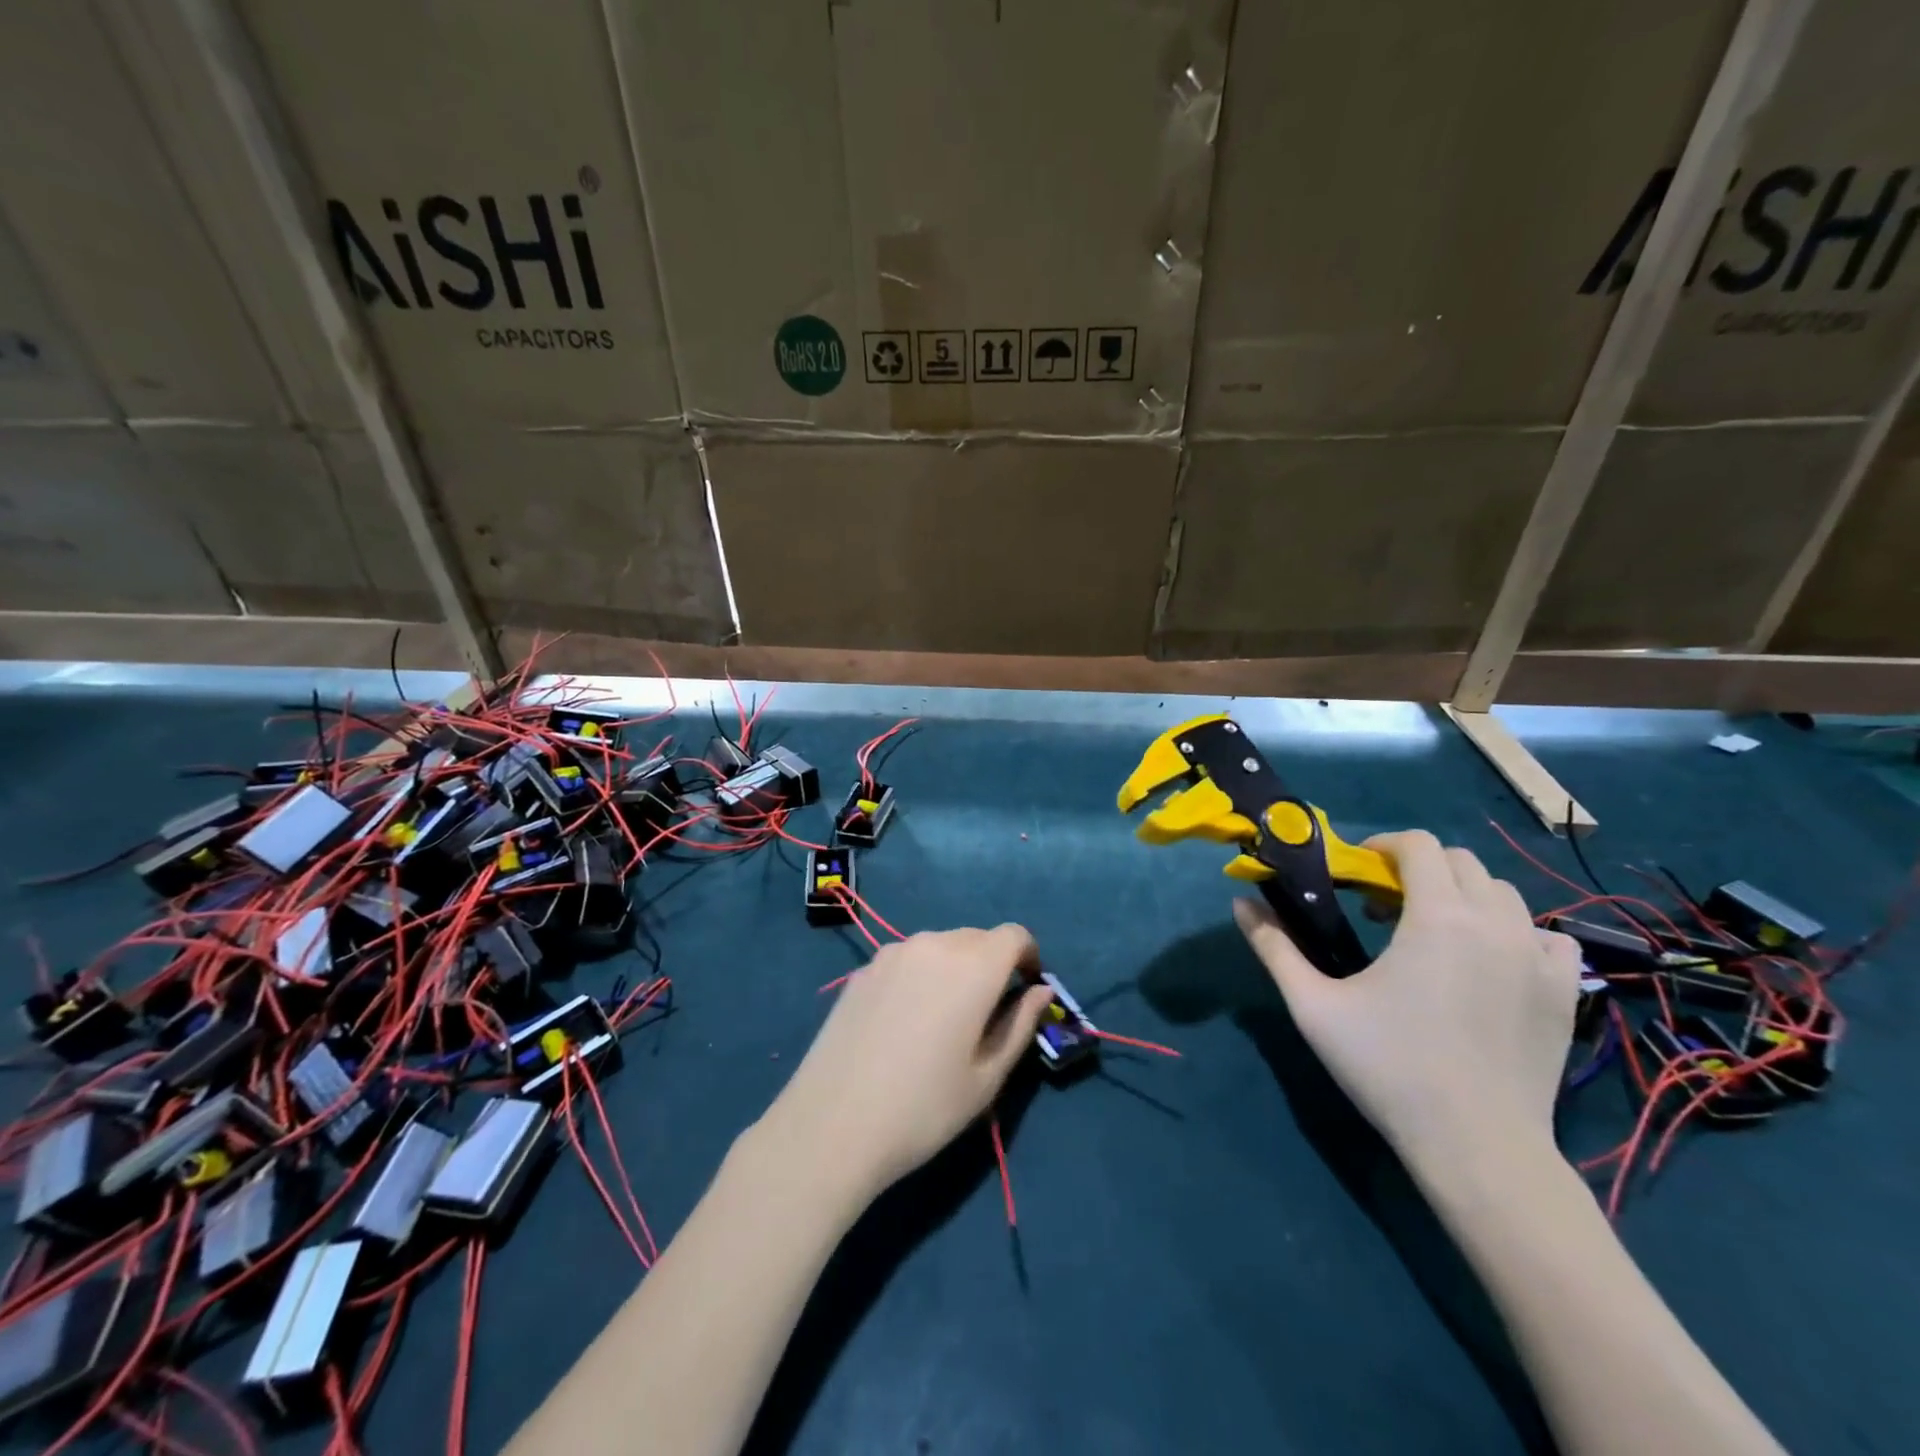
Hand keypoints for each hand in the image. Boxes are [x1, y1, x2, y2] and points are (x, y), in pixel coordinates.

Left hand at [764, 925, 1055, 1198]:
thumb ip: (1020, 1024)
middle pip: (978, 938)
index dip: (1028, 956)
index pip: (1014, 935)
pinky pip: (908, 959)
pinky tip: (906, 1021)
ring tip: (945, 1019)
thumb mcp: (987, 1076)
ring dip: (956, 967)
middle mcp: (934, 944)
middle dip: (993, 963)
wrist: (832, 1124)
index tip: (1027, 989)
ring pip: (941, 946)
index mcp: (973, 966)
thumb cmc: (924, 1107)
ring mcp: (893, 953)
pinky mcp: (863, 969)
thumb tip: (1040, 991)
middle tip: (988, 1012)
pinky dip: (922, 975)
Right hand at [1233, 830, 1580, 1173]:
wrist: (1476, 1146)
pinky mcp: (1564, 991)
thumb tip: (1240, 903)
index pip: (1419, 845)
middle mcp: (1496, 922)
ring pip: (1502, 894)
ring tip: (1430, 933)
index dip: (1383, 846)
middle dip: (1418, 869)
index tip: (1357, 872)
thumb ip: (1274, 947)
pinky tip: (1490, 960)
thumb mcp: (1313, 1005)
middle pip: (1460, 862)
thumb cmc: (1388, 1067)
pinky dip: (1515, 932)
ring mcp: (1538, 957)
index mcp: (1437, 916)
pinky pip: (1546, 936)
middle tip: (1382, 907)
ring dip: (1461, 896)